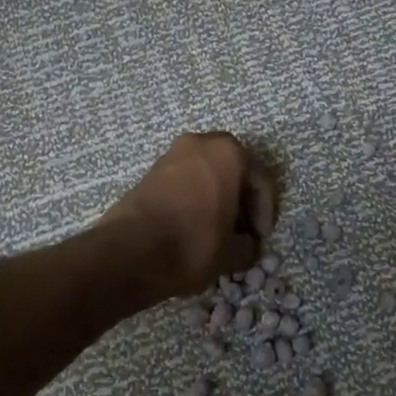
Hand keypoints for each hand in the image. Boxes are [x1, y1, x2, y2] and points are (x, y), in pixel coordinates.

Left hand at [99, 132, 276, 298]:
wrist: (130, 251)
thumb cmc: (193, 243)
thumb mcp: (233, 253)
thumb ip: (249, 246)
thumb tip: (247, 245)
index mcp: (229, 152)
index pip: (261, 181)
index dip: (266, 213)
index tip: (260, 239)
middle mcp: (201, 143)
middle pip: (234, 172)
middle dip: (241, 202)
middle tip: (243, 232)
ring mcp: (172, 153)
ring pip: (208, 175)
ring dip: (218, 199)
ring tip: (218, 232)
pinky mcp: (151, 170)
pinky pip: (186, 181)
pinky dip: (196, 199)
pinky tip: (194, 227)